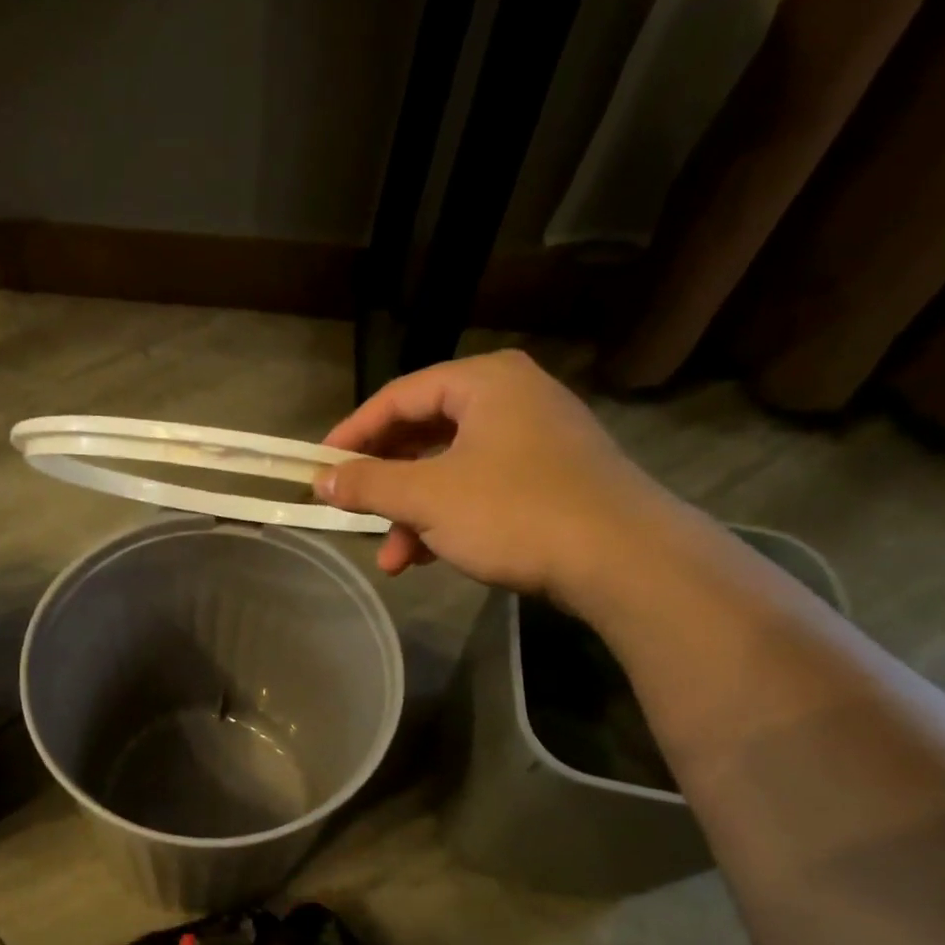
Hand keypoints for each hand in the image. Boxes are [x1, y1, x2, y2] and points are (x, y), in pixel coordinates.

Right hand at [314, 351, 680, 600]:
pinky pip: (481, 489)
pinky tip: (431, 558)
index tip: (320, 468)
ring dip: (414, 515)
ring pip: (451, 470)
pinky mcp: (551, 479)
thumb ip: (368, 485)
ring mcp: (536, 440)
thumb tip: (320, 481)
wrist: (623, 558)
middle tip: (354, 516)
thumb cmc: (515, 512)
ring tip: (394, 561)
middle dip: (385, 486)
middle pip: (424, 434)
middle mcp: (512, 399)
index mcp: (484, 383)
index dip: (353, 433)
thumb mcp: (428, 498)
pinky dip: (449, 520)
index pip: (398, 397)